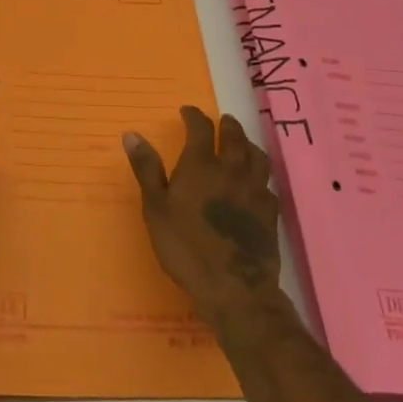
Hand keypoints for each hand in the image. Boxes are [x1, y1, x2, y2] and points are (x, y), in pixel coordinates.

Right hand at [124, 105, 284, 324]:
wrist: (233, 289)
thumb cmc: (186, 247)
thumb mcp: (155, 208)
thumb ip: (146, 169)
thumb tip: (132, 134)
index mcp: (201, 164)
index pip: (200, 127)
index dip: (193, 116)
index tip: (187, 112)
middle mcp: (232, 169)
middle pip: (234, 136)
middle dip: (226, 125)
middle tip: (221, 121)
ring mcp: (255, 190)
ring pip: (257, 156)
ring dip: (248, 145)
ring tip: (242, 145)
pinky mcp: (270, 213)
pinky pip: (268, 185)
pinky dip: (260, 178)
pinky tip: (255, 186)